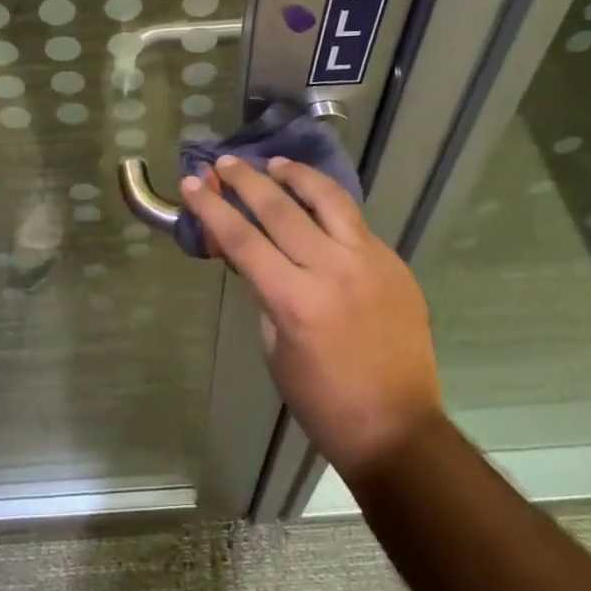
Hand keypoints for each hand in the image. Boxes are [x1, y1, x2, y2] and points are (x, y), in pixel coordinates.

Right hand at [183, 157, 445, 480]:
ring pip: (328, 199)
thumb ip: (264, 293)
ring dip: (296, 175)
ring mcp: (369, 261)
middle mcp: (333, 270)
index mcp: (296, 300)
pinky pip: (355, 221)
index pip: (243, 239)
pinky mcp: (394, 263)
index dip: (212, 208)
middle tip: (225, 162)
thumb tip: (254, 256)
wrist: (399, 428)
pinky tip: (315, 200)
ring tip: (276, 164)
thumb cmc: (324, 402)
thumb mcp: (276, 348)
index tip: (191, 184)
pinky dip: (328, 203)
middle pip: (280, 209)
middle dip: (246, 180)